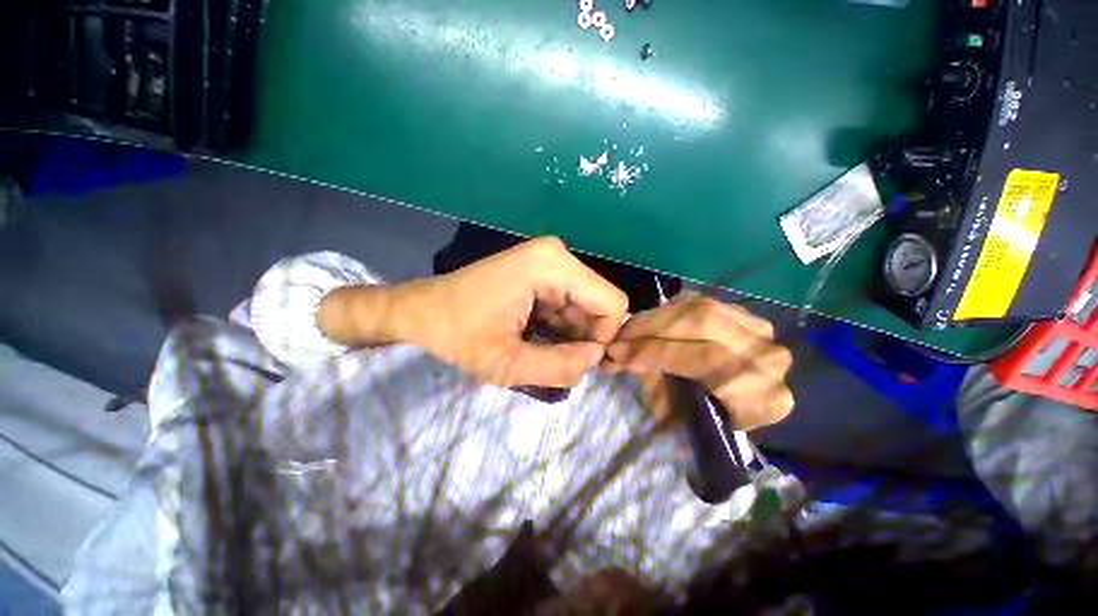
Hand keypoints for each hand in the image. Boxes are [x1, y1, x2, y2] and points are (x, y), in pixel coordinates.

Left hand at [389, 237, 628, 386]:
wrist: (420, 312)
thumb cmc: (457, 334)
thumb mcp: (506, 363)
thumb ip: (559, 367)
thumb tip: (596, 358)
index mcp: (552, 265)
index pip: (611, 304)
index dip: (603, 338)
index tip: (577, 362)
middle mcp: (556, 256)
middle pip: (599, 304)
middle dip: (585, 339)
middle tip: (557, 364)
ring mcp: (548, 262)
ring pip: (585, 307)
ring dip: (571, 336)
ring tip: (540, 352)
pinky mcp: (541, 273)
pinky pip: (569, 305)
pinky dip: (560, 328)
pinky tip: (537, 340)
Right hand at [604, 293, 792, 429]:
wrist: (742, 405)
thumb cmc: (706, 419)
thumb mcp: (679, 411)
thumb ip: (651, 379)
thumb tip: (615, 357)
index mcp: (761, 397)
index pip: (703, 361)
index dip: (656, 353)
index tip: (617, 353)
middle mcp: (769, 360)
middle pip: (702, 326)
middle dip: (652, 328)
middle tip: (620, 334)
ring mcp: (762, 333)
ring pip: (701, 309)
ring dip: (659, 317)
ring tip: (631, 326)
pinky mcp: (747, 316)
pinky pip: (703, 303)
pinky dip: (673, 310)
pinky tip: (652, 320)